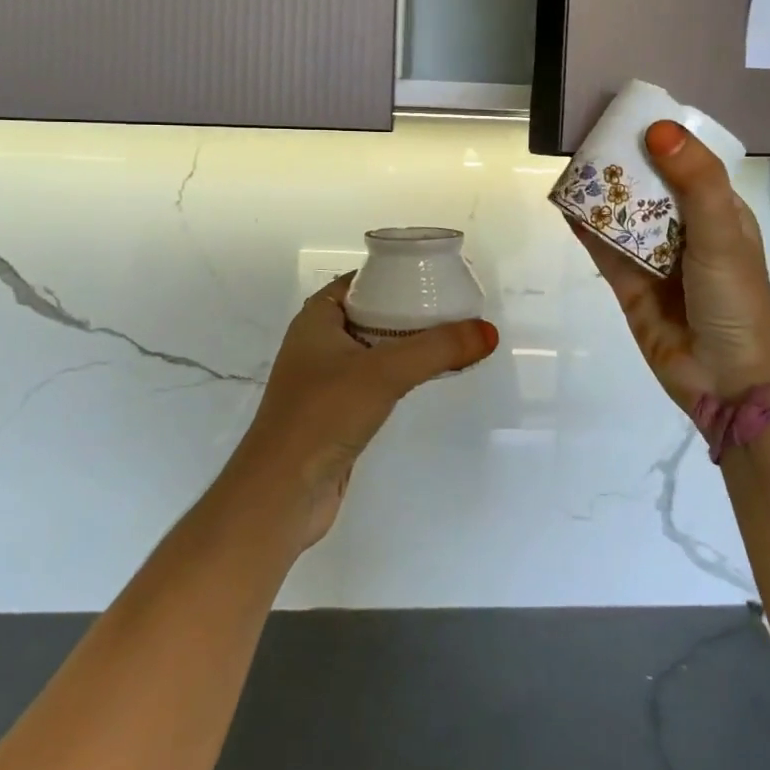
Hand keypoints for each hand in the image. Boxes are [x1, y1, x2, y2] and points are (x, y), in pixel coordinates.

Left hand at [230, 275, 496, 549]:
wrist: (281, 496)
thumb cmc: (323, 416)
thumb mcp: (384, 372)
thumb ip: (438, 349)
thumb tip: (489, 331)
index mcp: (316, 319)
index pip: (360, 281)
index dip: (395, 273)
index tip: (435, 275)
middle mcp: (317, 343)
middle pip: (371, 313)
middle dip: (409, 309)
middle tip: (453, 306)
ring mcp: (325, 381)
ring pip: (374, 349)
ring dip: (407, 344)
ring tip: (450, 338)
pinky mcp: (336, 414)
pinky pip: (375, 381)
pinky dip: (400, 375)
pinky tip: (427, 378)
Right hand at [573, 121, 769, 410]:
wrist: (728, 382)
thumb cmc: (736, 300)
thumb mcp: (723, 234)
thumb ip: (695, 182)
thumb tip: (658, 129)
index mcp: (719, 213)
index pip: (689, 165)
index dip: (663, 140)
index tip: (630, 115)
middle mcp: (687, 231)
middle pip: (650, 188)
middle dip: (625, 164)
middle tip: (590, 136)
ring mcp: (657, 260)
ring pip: (624, 217)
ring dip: (602, 194)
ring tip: (572, 164)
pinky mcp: (630, 286)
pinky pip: (605, 250)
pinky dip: (586, 228)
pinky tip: (565, 205)